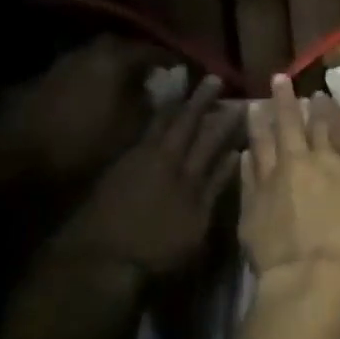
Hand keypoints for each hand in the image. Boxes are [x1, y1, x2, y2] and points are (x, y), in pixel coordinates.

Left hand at [0, 38, 159, 179]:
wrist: (14, 159)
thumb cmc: (82, 143)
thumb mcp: (131, 129)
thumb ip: (153, 105)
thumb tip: (166, 92)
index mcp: (114, 58)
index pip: (154, 51)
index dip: (173, 63)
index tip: (186, 74)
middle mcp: (88, 52)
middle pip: (123, 49)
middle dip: (141, 62)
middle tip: (155, 79)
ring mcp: (62, 63)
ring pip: (99, 60)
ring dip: (115, 71)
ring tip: (128, 91)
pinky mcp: (43, 80)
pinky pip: (80, 73)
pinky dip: (94, 82)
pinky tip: (98, 101)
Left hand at [45, 74, 240, 276]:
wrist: (99, 259)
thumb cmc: (156, 249)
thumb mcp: (196, 224)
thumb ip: (215, 188)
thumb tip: (233, 156)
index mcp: (188, 174)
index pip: (211, 138)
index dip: (226, 120)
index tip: (239, 101)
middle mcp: (164, 159)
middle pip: (184, 123)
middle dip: (200, 101)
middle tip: (212, 79)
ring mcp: (137, 161)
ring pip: (159, 124)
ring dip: (173, 105)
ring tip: (184, 90)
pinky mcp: (116, 168)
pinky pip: (141, 133)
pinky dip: (152, 120)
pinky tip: (155, 117)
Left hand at [240, 75, 339, 298]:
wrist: (310, 280)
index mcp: (332, 163)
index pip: (326, 127)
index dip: (322, 109)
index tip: (318, 93)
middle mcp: (298, 164)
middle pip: (289, 125)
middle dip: (284, 101)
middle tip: (277, 79)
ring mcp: (269, 183)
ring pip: (261, 144)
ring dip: (259, 123)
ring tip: (254, 105)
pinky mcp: (249, 207)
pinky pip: (246, 175)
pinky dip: (245, 160)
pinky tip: (244, 152)